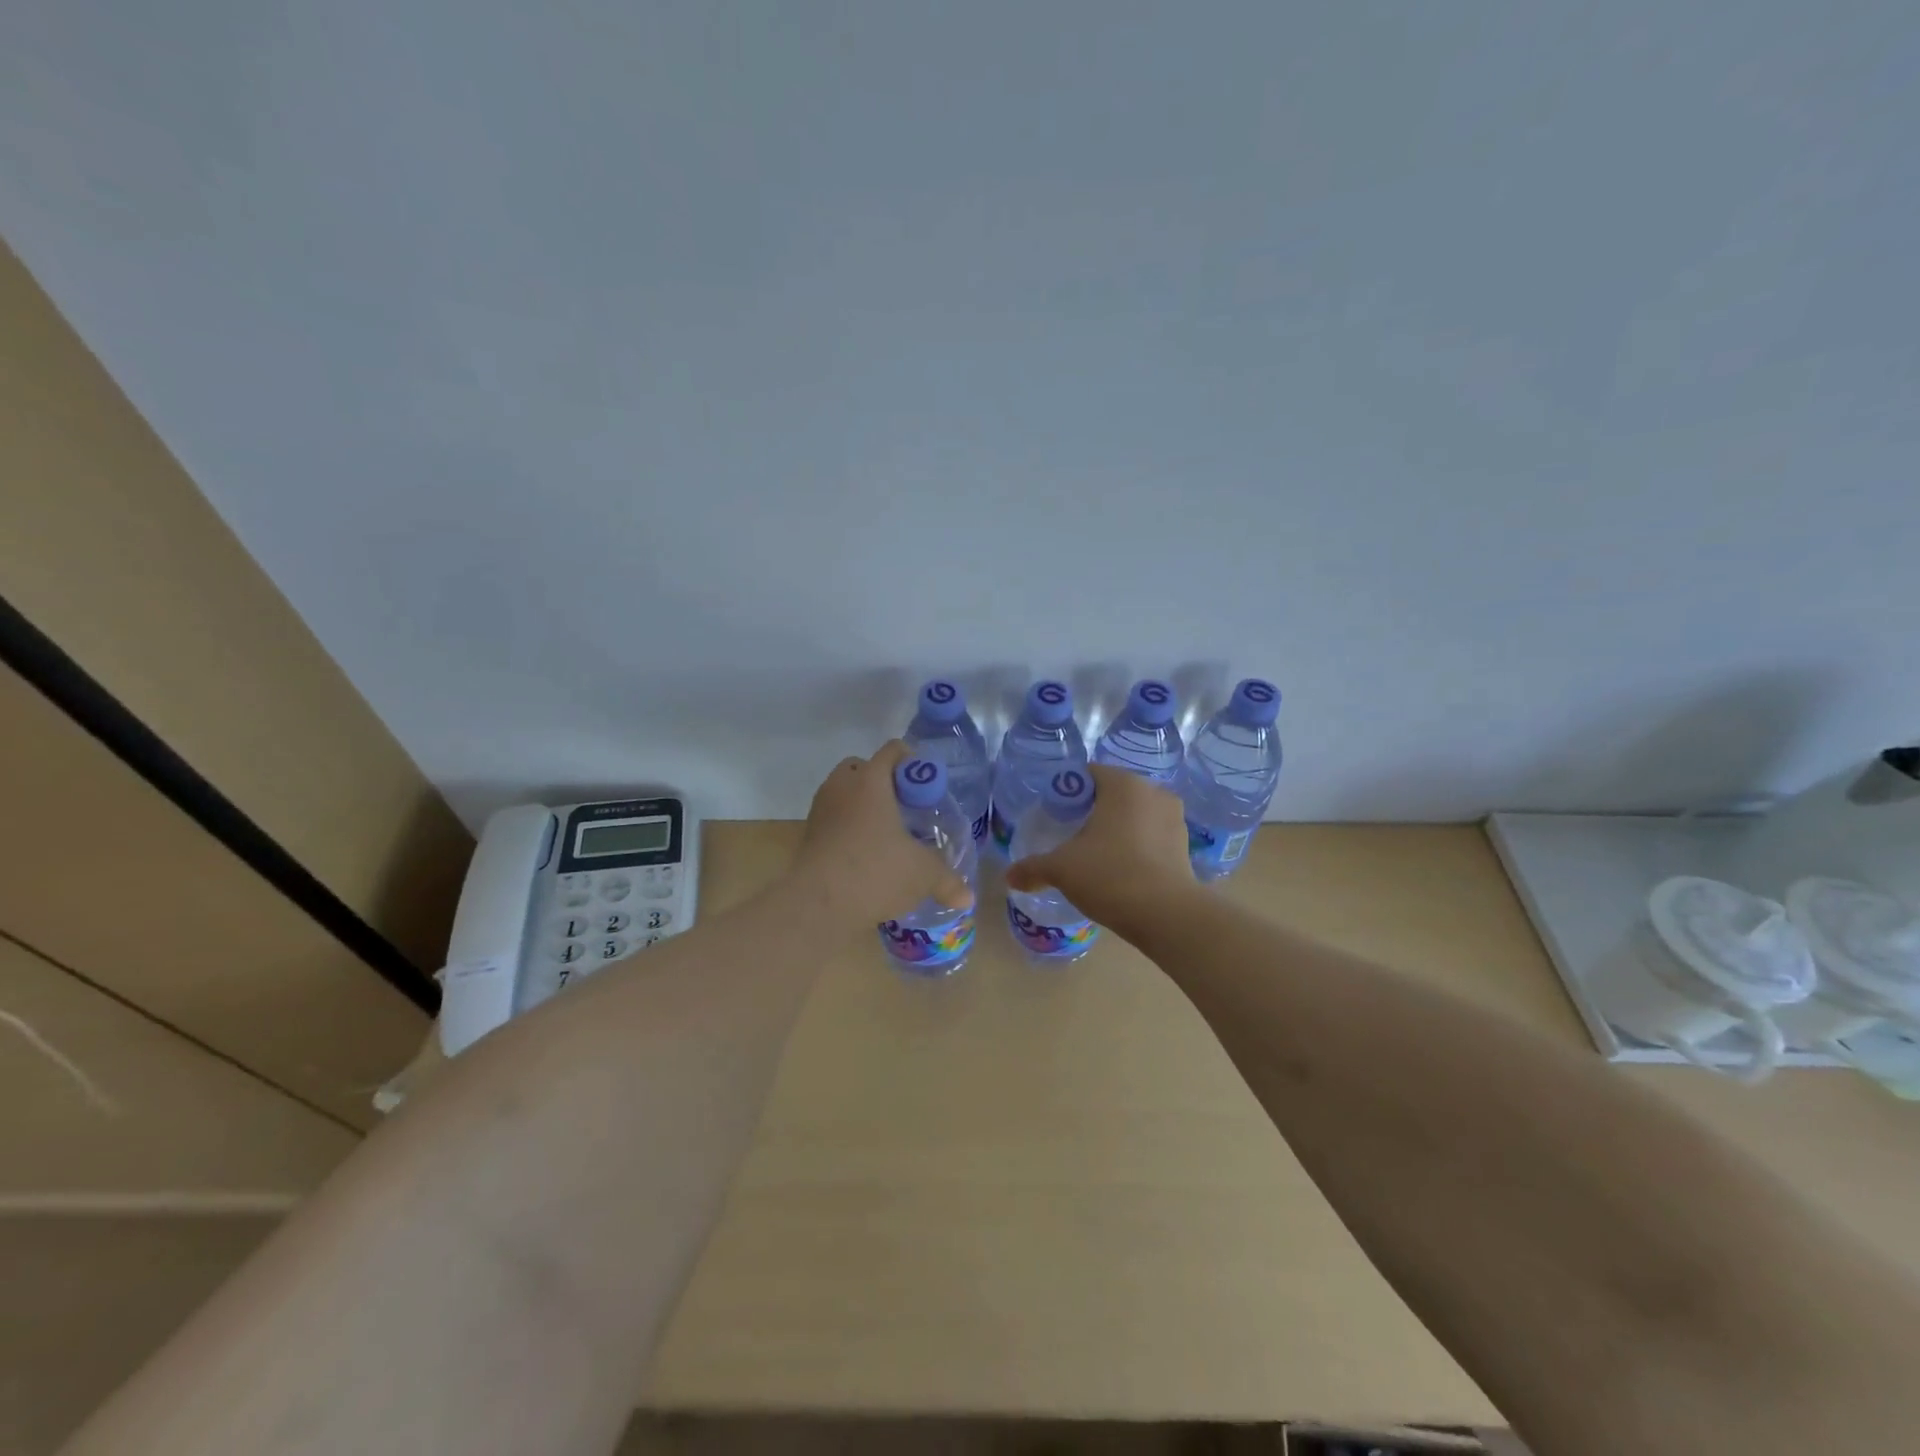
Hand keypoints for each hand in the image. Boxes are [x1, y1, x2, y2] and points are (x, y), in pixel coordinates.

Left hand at [790, 740, 972, 928]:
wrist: (817, 905)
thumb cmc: (876, 872)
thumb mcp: (922, 875)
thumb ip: (947, 880)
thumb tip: (966, 897)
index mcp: (870, 781)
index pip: (893, 751)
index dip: (913, 761)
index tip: (927, 785)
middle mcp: (841, 787)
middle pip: (861, 767)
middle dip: (882, 781)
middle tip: (904, 807)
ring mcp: (820, 810)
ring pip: (842, 793)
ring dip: (861, 805)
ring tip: (885, 833)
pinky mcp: (808, 836)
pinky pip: (832, 819)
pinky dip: (847, 828)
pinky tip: (864, 854)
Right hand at [1003, 763, 1195, 931]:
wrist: (1167, 915)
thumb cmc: (1110, 875)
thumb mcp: (1061, 869)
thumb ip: (1033, 868)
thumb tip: (1009, 877)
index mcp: (1123, 784)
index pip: (1088, 774)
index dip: (1067, 791)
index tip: (1054, 815)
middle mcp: (1153, 792)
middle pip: (1113, 793)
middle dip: (1092, 810)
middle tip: (1070, 835)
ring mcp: (1174, 819)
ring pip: (1135, 815)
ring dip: (1117, 828)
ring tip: (1096, 855)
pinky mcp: (1185, 846)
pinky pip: (1152, 836)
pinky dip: (1136, 846)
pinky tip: (1121, 869)